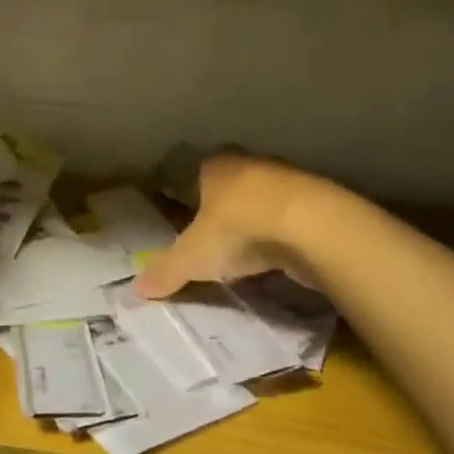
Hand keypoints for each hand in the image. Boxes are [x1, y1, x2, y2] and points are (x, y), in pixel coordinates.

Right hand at [132, 151, 320, 299]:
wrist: (312, 226)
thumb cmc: (239, 229)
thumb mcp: (193, 257)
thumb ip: (165, 271)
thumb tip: (135, 290)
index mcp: (216, 166)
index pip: (197, 175)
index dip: (192, 198)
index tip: (189, 224)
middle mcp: (250, 163)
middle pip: (233, 187)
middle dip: (226, 211)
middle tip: (217, 243)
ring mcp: (288, 179)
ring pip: (265, 201)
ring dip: (259, 223)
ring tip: (250, 255)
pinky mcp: (318, 201)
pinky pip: (292, 219)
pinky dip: (286, 235)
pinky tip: (282, 257)